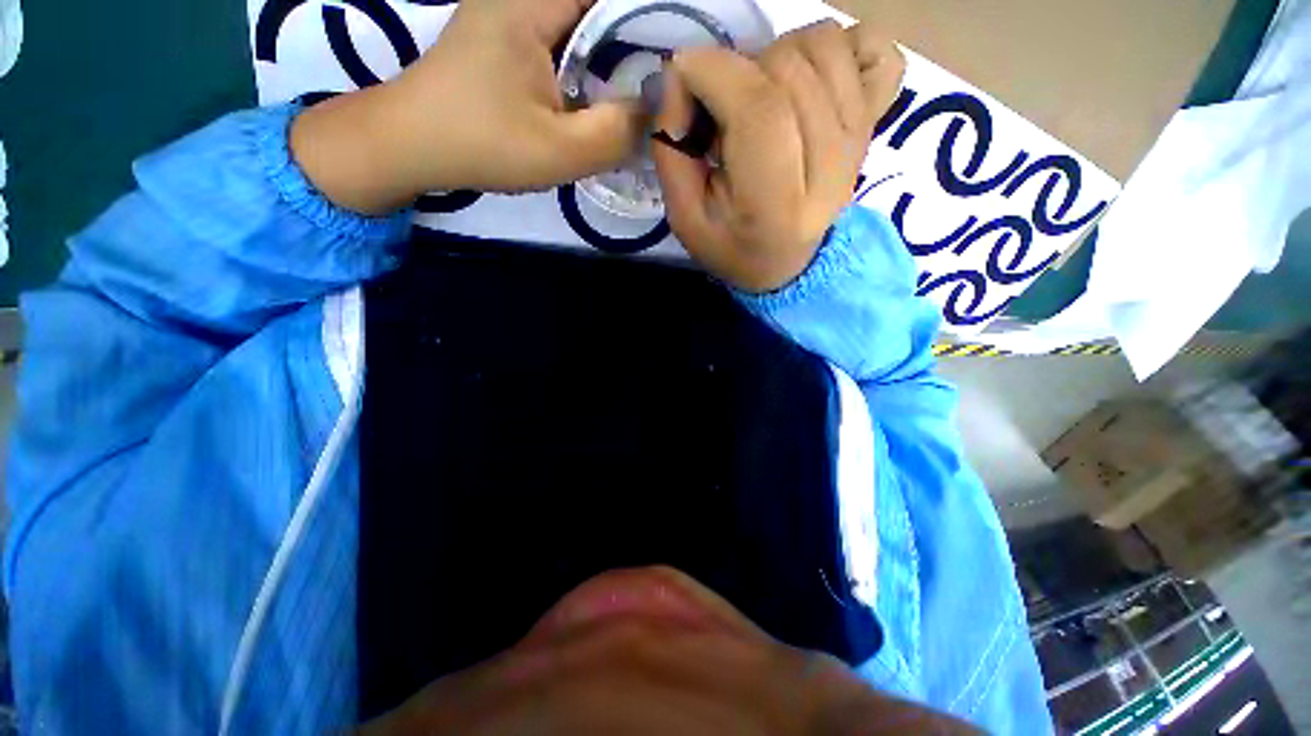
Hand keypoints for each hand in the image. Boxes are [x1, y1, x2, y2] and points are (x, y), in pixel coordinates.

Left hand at [292, 0, 645, 213]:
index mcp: (531, 4)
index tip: (674, 62)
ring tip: (638, 99)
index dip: (649, 21)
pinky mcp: (508, 41)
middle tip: (660, 90)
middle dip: (636, 46)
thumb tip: (657, 112)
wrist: (410, 146)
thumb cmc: (481, 145)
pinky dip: (589, 69)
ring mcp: (512, 16)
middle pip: (599, 11)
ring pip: (584, 29)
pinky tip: (600, 100)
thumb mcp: (559, 151)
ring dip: (613, 60)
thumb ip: (616, 132)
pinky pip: (564, 45)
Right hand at [652, 21, 904, 292]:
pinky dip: (844, 47)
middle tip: (724, 110)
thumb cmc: (731, 245)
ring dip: (778, 57)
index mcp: (776, 206)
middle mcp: (830, 168)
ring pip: (825, 46)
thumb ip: (671, 150)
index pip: (757, 109)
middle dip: (739, 71)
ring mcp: (860, 140)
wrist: (785, 264)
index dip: (713, 72)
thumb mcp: (684, 217)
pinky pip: (877, 50)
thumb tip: (679, 77)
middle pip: (788, 69)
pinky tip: (813, 81)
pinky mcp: (876, 123)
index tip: (683, 76)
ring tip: (762, 100)